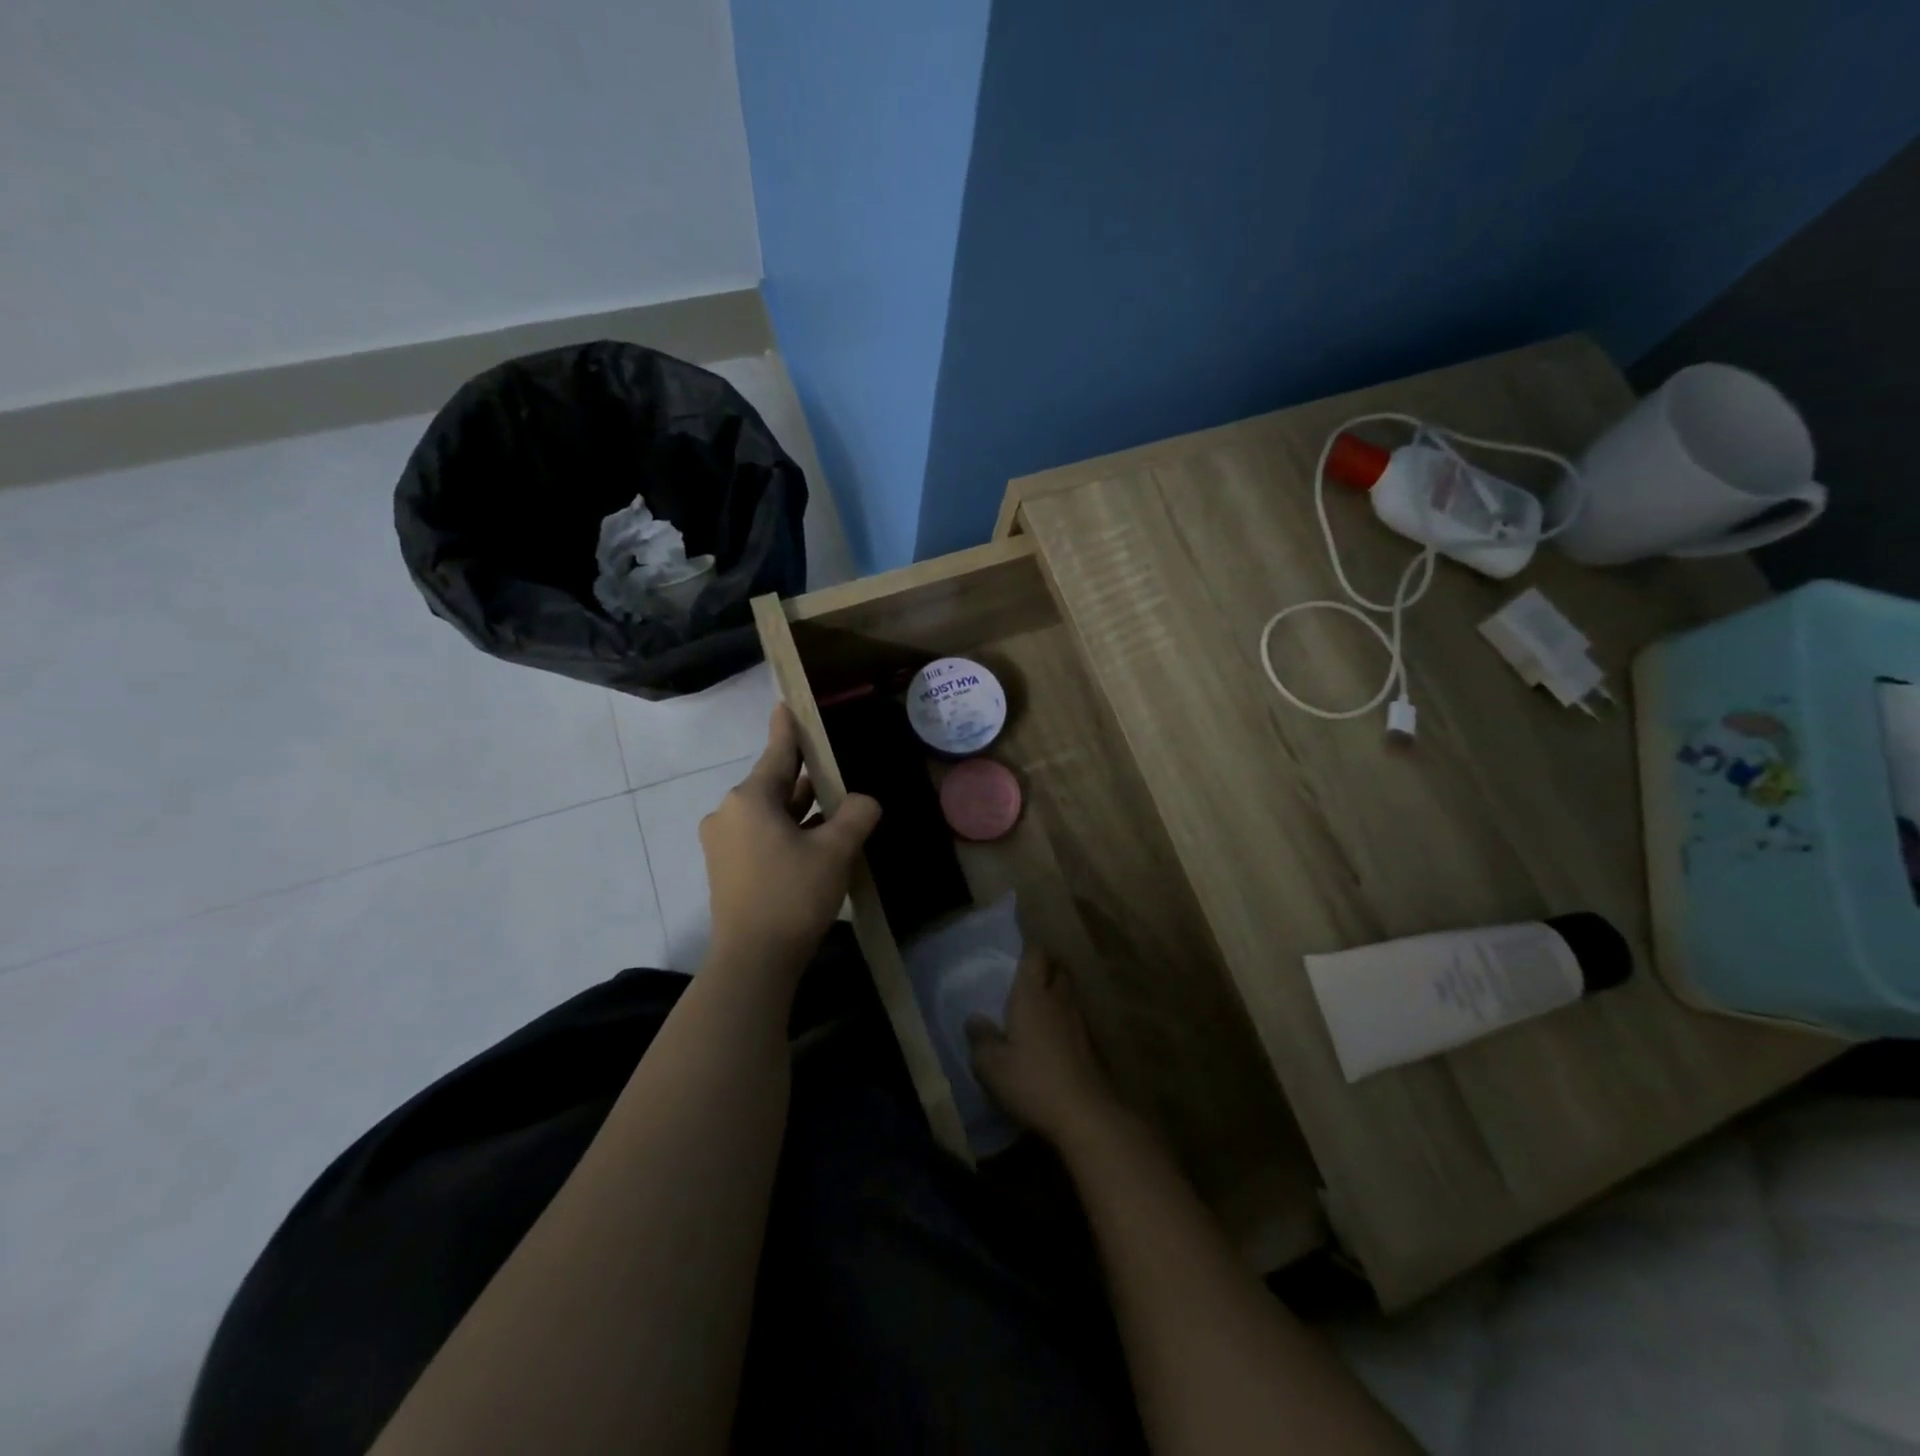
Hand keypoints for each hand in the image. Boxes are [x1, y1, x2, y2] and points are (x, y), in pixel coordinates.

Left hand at [701, 705, 880, 979]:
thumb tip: (864, 803)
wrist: (753, 961)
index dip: (789, 728)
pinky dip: (788, 832)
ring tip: (836, 805)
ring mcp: (724, 842)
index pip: (778, 752)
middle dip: (807, 779)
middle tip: (836, 768)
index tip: (787, 703)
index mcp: (750, 798)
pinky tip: (816, 840)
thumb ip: (856, 815)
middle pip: (775, 784)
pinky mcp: (727, 868)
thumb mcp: (835, 850)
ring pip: (770, 813)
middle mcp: (729, 813)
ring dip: (801, 810)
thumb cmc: (792, 895)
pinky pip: (762, 836)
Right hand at [966, 950, 1120, 1145]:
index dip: (1028, 951)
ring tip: (1039, 1009)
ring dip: (1056, 995)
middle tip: (1028, 981)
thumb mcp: (990, 1065)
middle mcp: (1058, 999)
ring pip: (1068, 994)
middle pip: (1057, 969)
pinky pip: (1076, 1019)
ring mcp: (1080, 1021)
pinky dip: (1065, 1021)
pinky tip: (1055, 1040)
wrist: (1084, 1113)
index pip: (1035, 955)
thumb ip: (980, 1038)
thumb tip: (975, 1019)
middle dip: (1045, 969)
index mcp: (1032, 995)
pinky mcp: (1092, 1045)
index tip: (1017, 956)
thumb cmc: (1031, 1081)